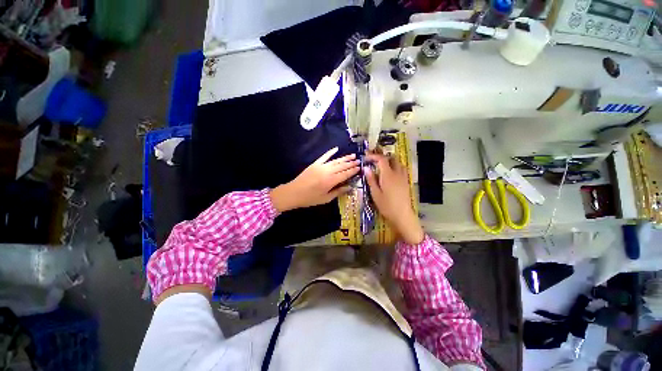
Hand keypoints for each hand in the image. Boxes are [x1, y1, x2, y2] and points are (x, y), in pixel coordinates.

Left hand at [271, 147, 359, 211]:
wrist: (293, 193)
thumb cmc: (310, 198)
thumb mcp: (326, 198)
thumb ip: (338, 192)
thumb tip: (349, 187)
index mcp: (331, 181)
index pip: (345, 174)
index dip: (353, 171)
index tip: (360, 167)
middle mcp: (328, 171)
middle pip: (342, 166)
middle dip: (351, 163)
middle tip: (359, 160)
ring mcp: (321, 166)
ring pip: (335, 161)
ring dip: (344, 158)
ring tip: (352, 155)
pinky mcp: (315, 164)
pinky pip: (324, 156)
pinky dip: (330, 152)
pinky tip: (336, 148)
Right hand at [365, 153, 423, 244]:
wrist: (402, 215)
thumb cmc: (386, 205)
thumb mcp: (375, 193)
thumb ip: (371, 179)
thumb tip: (366, 168)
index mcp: (388, 175)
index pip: (382, 159)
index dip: (373, 156)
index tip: (366, 158)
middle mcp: (397, 173)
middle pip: (392, 158)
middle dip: (382, 157)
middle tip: (374, 161)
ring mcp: (403, 177)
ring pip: (398, 163)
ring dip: (390, 161)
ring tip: (382, 166)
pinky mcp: (406, 182)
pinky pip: (402, 169)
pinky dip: (395, 167)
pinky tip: (391, 174)